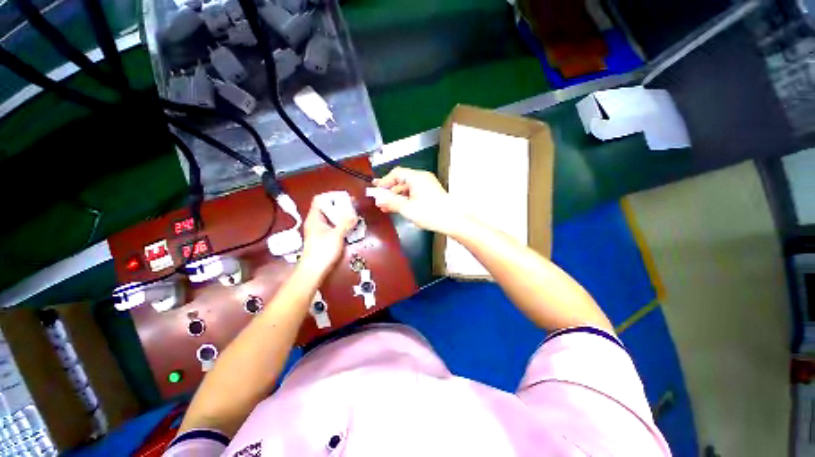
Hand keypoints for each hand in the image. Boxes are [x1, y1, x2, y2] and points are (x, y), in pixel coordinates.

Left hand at [299, 197, 357, 276]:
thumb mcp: (336, 235)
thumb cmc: (322, 251)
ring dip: (341, 215)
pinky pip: (332, 225)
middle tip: (352, 206)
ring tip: (353, 215)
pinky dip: (340, 223)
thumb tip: (354, 215)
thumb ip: (346, 223)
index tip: (344, 197)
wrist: (314, 269)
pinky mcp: (323, 237)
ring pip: (330, 217)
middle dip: (340, 205)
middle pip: (326, 207)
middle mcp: (315, 221)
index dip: (331, 196)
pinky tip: (349, 226)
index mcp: (314, 218)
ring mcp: (319, 229)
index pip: (320, 199)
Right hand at [372, 167, 466, 235]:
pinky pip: (414, 194)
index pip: (396, 174)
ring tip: (386, 207)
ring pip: (407, 189)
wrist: (453, 220)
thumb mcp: (407, 208)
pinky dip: (406, 200)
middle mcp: (422, 178)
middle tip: (379, 199)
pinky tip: (398, 208)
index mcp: (417, 177)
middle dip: (389, 191)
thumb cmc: (431, 213)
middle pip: (402, 181)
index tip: (376, 189)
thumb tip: (378, 199)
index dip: (385, 181)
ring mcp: (427, 186)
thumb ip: (391, 202)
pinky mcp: (431, 194)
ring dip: (397, 197)